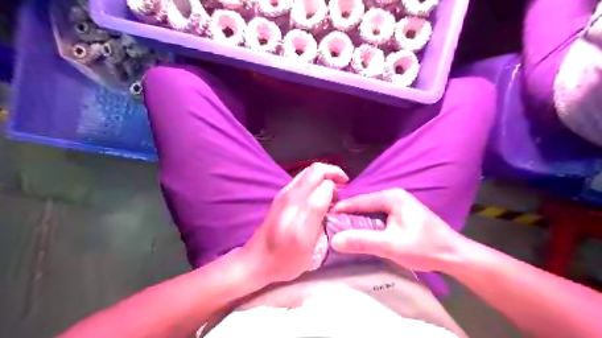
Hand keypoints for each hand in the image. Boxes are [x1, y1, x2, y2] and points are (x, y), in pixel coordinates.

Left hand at [242, 164, 350, 284]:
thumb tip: (330, 201)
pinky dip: (314, 180)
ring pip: (307, 171)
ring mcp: (283, 194)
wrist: (257, 259)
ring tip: (331, 190)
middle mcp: (291, 198)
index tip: (342, 200)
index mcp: (301, 215)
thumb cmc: (286, 261)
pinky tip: (318, 195)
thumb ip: (321, 222)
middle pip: (315, 170)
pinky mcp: (280, 195)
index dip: (337, 190)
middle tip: (342, 184)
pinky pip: (301, 179)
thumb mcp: (310, 250)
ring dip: (323, 176)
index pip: (325, 187)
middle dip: (333, 172)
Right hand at [332, 189, 461, 273]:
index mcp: (391, 196)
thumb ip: (362, 241)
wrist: (454, 256)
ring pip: (370, 211)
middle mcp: (393, 196)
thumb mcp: (391, 245)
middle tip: (330, 225)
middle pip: (364, 204)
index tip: (324, 216)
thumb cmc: (424, 247)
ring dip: (357, 220)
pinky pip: (377, 217)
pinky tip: (360, 233)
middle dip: (348, 215)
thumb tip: (334, 240)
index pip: (359, 200)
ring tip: (340, 229)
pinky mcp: (401, 214)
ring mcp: (398, 204)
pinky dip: (367, 224)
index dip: (341, 208)